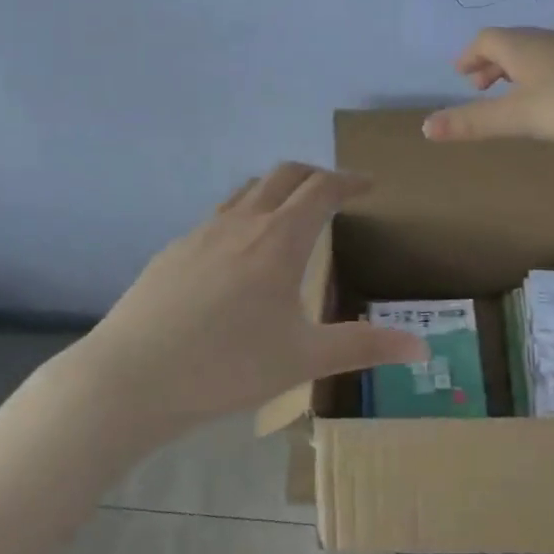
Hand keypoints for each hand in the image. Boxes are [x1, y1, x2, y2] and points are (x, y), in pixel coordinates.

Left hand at [81, 163, 428, 441]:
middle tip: (335, 194)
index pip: (322, 189)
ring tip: (290, 216)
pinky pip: (219, 217)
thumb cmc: (227, 366)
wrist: (131, 377)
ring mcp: (201, 233)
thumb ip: (364, 347)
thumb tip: (422, 345)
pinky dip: (244, 216)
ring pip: (247, 191)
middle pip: (284, 175)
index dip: (350, 180)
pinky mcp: (173, 250)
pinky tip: (239, 257)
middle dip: (315, 176)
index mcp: (278, 240)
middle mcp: (241, 223)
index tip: (369, 185)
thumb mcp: (303, 359)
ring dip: (276, 191)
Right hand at [422, 27, 553, 146]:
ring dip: (515, 71)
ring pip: (535, 54)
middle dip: (489, 64)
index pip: (486, 40)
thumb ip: (473, 122)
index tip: (460, 76)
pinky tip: (553, 102)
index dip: (469, 56)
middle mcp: (548, 41)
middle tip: (478, 87)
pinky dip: (540, 77)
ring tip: (510, 96)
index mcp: (523, 46)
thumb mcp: (520, 117)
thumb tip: (424, 127)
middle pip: (510, 43)